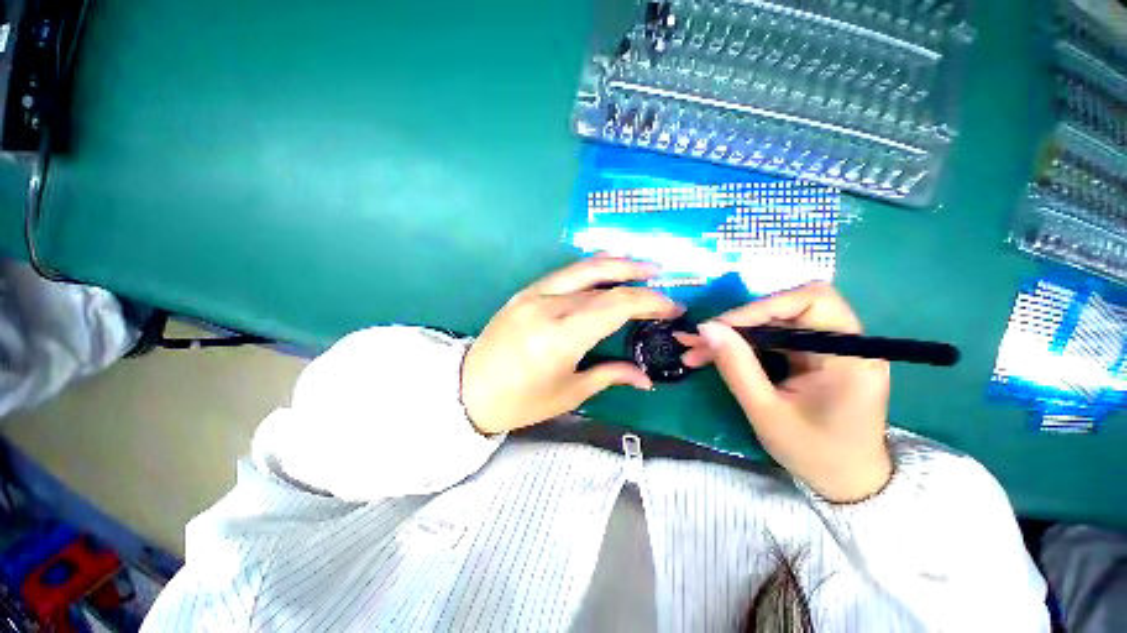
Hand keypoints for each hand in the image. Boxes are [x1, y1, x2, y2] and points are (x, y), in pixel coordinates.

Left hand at [461, 257, 683, 434]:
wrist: (468, 390)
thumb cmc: (520, 401)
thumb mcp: (569, 393)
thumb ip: (610, 375)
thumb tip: (646, 377)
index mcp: (560, 337)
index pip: (615, 306)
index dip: (649, 303)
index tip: (672, 309)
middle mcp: (547, 307)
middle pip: (602, 284)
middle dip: (637, 280)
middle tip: (662, 280)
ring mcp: (532, 294)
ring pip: (582, 269)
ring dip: (615, 263)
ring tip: (640, 265)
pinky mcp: (524, 292)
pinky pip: (563, 273)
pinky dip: (589, 267)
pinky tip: (605, 267)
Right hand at [678, 283, 891, 502]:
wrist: (845, 482)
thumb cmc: (814, 453)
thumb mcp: (766, 412)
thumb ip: (736, 366)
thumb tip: (706, 328)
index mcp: (849, 355)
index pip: (812, 300)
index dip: (763, 305)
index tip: (721, 326)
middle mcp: (844, 342)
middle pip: (785, 310)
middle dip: (737, 322)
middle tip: (698, 339)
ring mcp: (827, 349)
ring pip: (772, 324)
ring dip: (733, 335)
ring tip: (697, 351)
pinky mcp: (812, 357)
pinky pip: (772, 339)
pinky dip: (742, 345)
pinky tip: (714, 356)